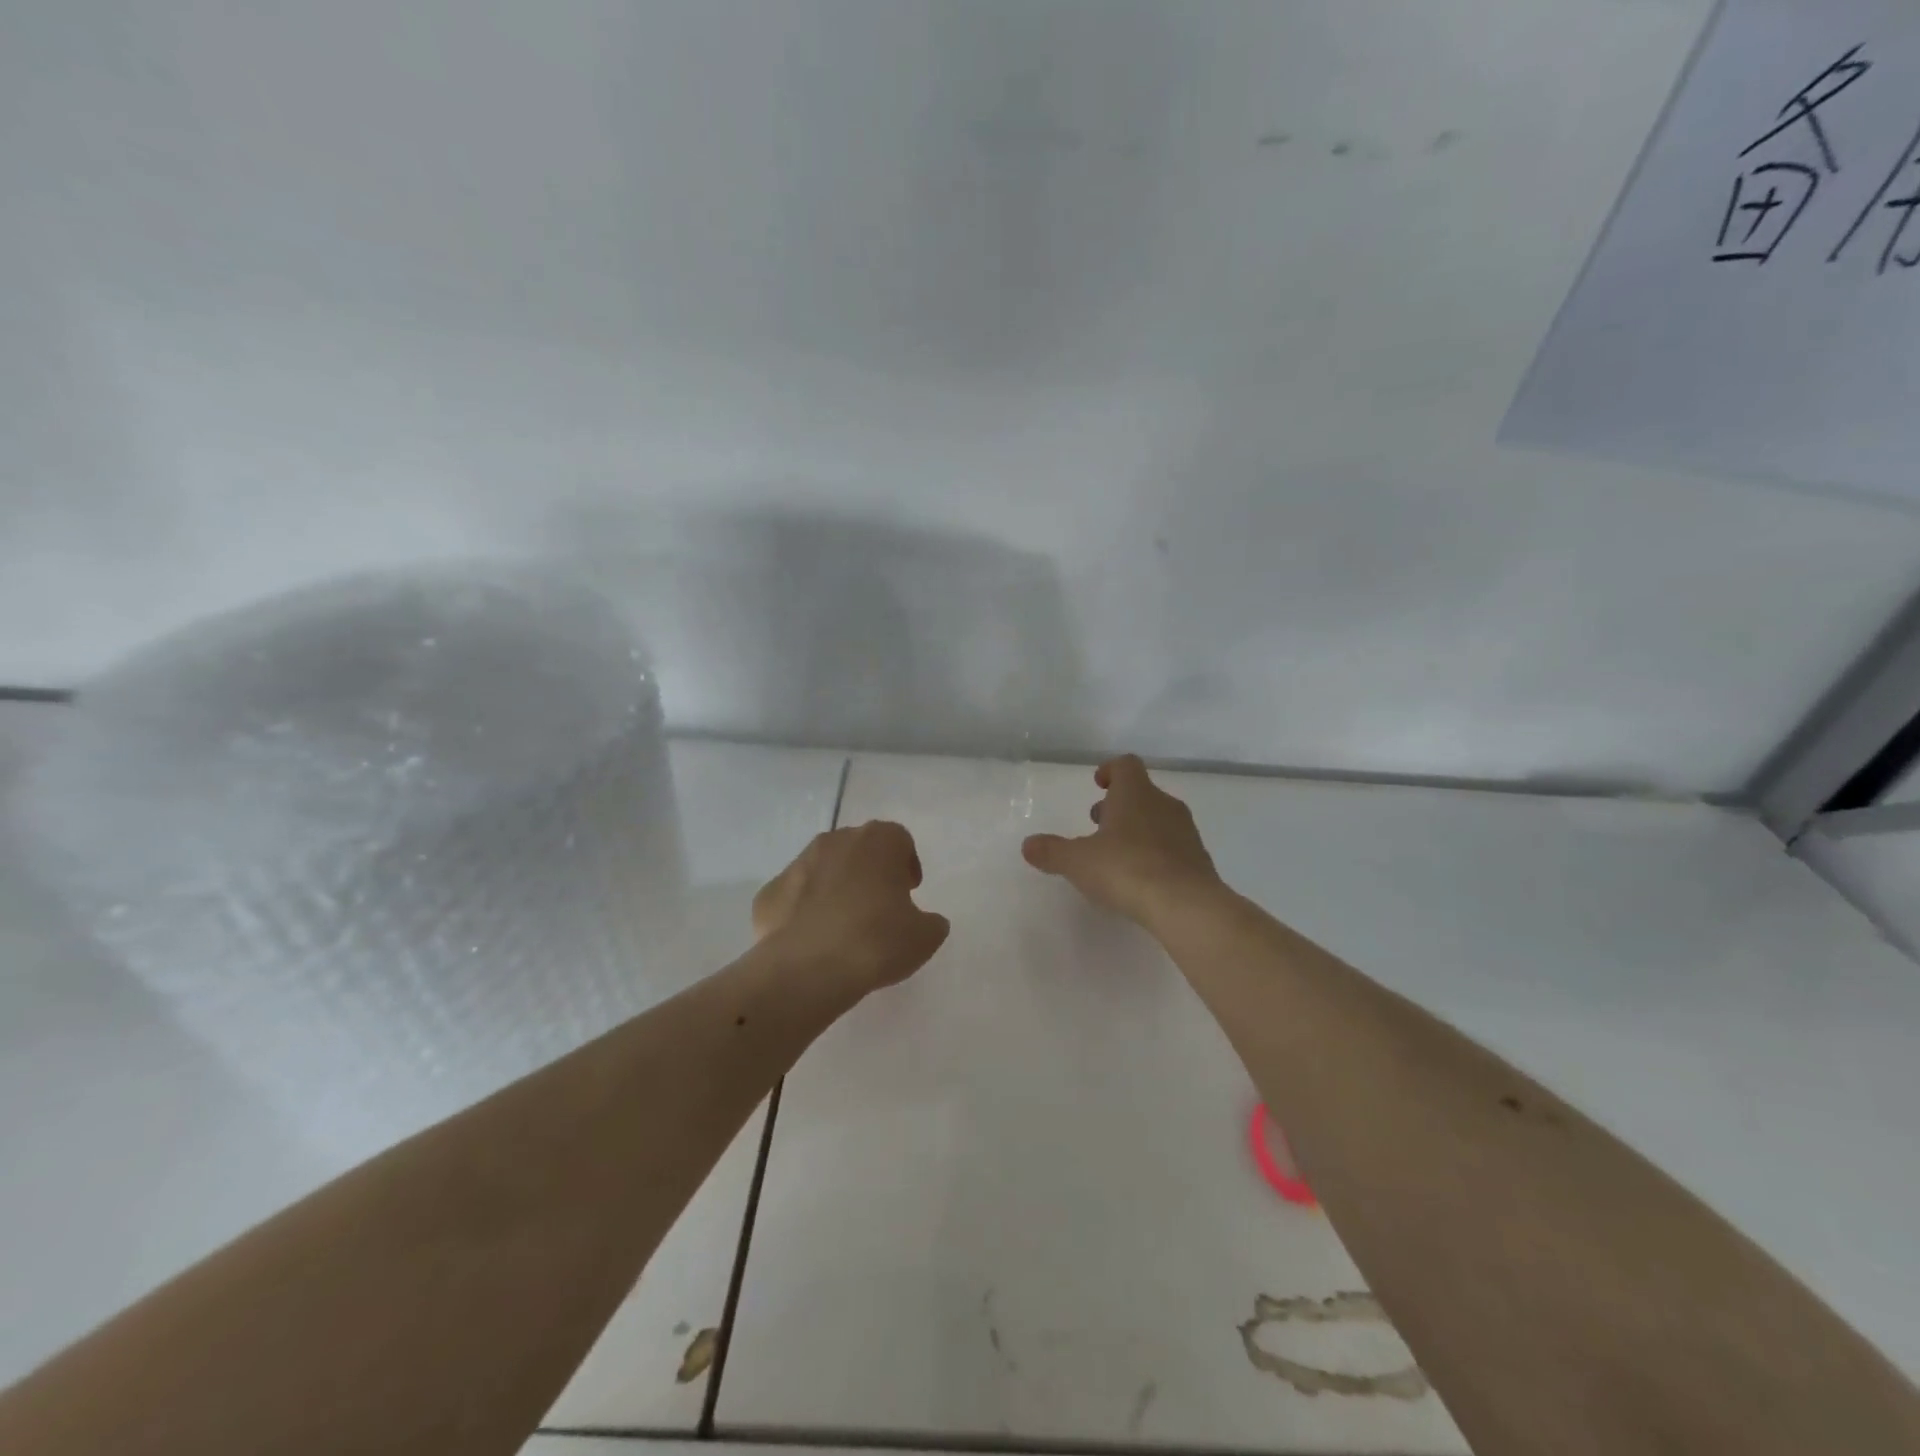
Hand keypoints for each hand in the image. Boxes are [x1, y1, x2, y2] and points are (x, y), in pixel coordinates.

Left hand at [753, 821, 951, 994]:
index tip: (908, 892)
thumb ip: (930, 921)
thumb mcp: (924, 937)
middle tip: (878, 907)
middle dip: (869, 872)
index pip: (899, 840)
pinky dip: (803, 911)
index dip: (906, 864)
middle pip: (859, 848)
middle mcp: (836, 840)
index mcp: (878, 841)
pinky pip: (794, 896)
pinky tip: (812, 941)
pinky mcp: (768, 892)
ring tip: (843, 927)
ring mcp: (798, 863)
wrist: (807, 968)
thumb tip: (924, 921)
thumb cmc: (876, 941)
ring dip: (835, 888)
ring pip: (823, 868)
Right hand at [1021, 755, 1224, 929]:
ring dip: (1137, 829)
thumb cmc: (1127, 869)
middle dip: (1118, 805)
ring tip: (1116, 855)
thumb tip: (1028, 845)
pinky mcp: (1198, 860)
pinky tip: (1141, 879)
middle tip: (1098, 825)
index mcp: (1135, 794)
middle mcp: (1163, 804)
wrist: (1186, 905)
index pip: (1126, 765)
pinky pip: (1172, 846)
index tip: (1097, 784)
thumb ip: (1051, 851)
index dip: (1110, 770)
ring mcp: (1186, 832)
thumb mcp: (1078, 862)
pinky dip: (1155, 853)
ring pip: (1158, 819)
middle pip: (1141, 793)